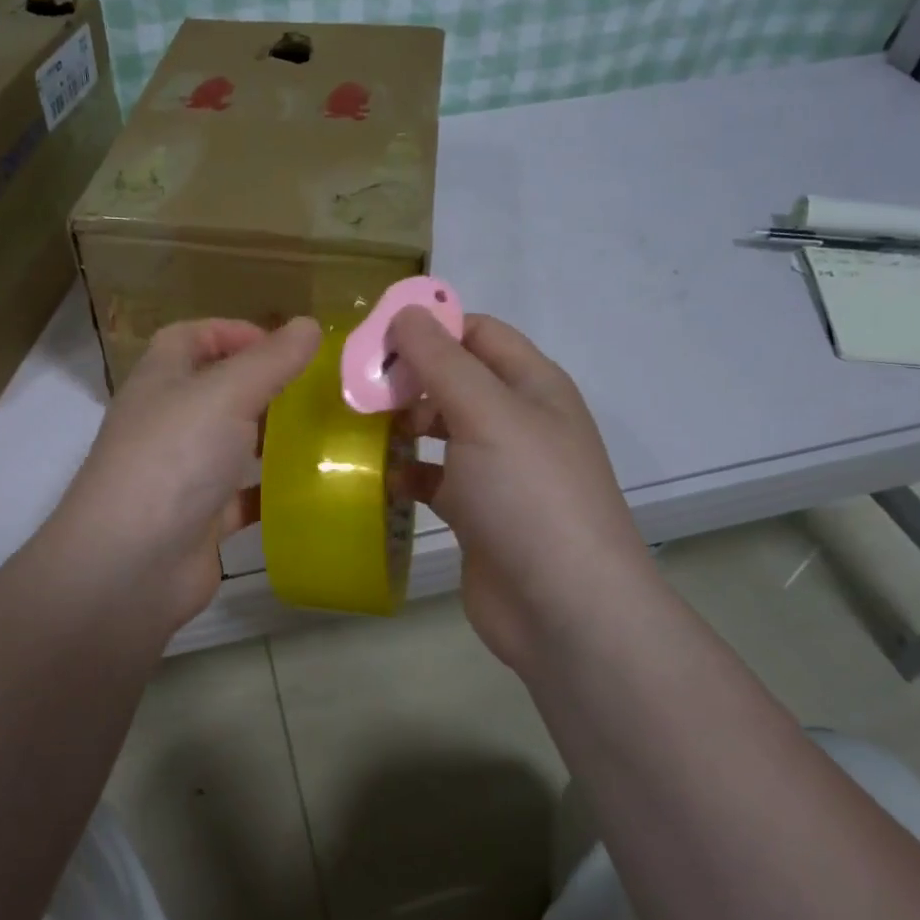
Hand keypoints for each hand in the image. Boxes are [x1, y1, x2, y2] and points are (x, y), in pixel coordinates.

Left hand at [46, 317, 321, 631]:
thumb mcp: (226, 394)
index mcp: (161, 381)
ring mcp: (182, 473)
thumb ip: (270, 360)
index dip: (233, 332)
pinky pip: (243, 496)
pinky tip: (313, 486)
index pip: (191, 337)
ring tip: (327, 431)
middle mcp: (168, 422)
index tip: (284, 345)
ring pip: (233, 443)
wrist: (131, 565)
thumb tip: (310, 324)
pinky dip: (273, 490)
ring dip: (272, 436)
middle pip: (216, 390)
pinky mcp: (201, 519)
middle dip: (264, 385)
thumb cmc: (174, 458)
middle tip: (319, 388)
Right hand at [390, 308, 654, 674]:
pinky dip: (408, 472)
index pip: (477, 332)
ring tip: (360, 427)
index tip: (373, 336)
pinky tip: (380, 477)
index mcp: (532, 385)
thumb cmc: (528, 495)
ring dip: (404, 423)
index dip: (429, 326)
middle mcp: (517, 420)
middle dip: (409, 376)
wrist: (563, 608)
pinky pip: (436, 477)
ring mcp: (498, 469)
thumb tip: (405, 312)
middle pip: (456, 378)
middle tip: (356, 386)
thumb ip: (442, 360)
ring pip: (442, 428)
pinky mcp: (478, 512)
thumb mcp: (486, 413)